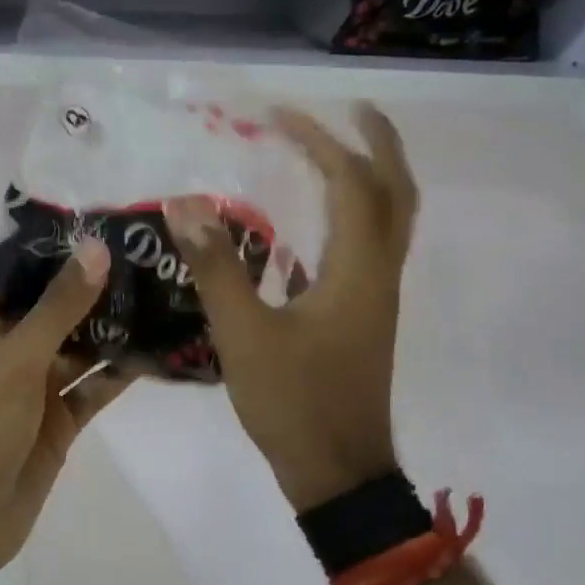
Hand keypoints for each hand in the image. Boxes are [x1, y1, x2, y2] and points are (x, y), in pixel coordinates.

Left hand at [0, 240, 135, 575]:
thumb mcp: (18, 356)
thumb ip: (60, 305)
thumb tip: (97, 249)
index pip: (27, 276)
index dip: (63, 253)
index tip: (108, 227)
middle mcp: (14, 349)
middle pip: (60, 310)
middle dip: (98, 289)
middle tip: (149, 258)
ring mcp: (38, 387)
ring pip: (82, 348)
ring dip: (115, 329)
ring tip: (161, 296)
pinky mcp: (61, 420)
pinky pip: (94, 387)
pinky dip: (120, 373)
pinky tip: (156, 351)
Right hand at [166, 105, 417, 512]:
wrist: (338, 475)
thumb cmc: (294, 403)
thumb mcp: (243, 334)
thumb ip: (216, 266)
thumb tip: (187, 201)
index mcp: (358, 271)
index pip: (352, 184)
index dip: (320, 142)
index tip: (280, 116)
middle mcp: (379, 274)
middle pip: (398, 193)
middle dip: (379, 144)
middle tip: (352, 110)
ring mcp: (377, 297)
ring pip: (391, 220)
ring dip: (371, 176)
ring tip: (335, 150)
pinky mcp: (365, 316)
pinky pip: (371, 246)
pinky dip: (354, 214)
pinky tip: (316, 220)